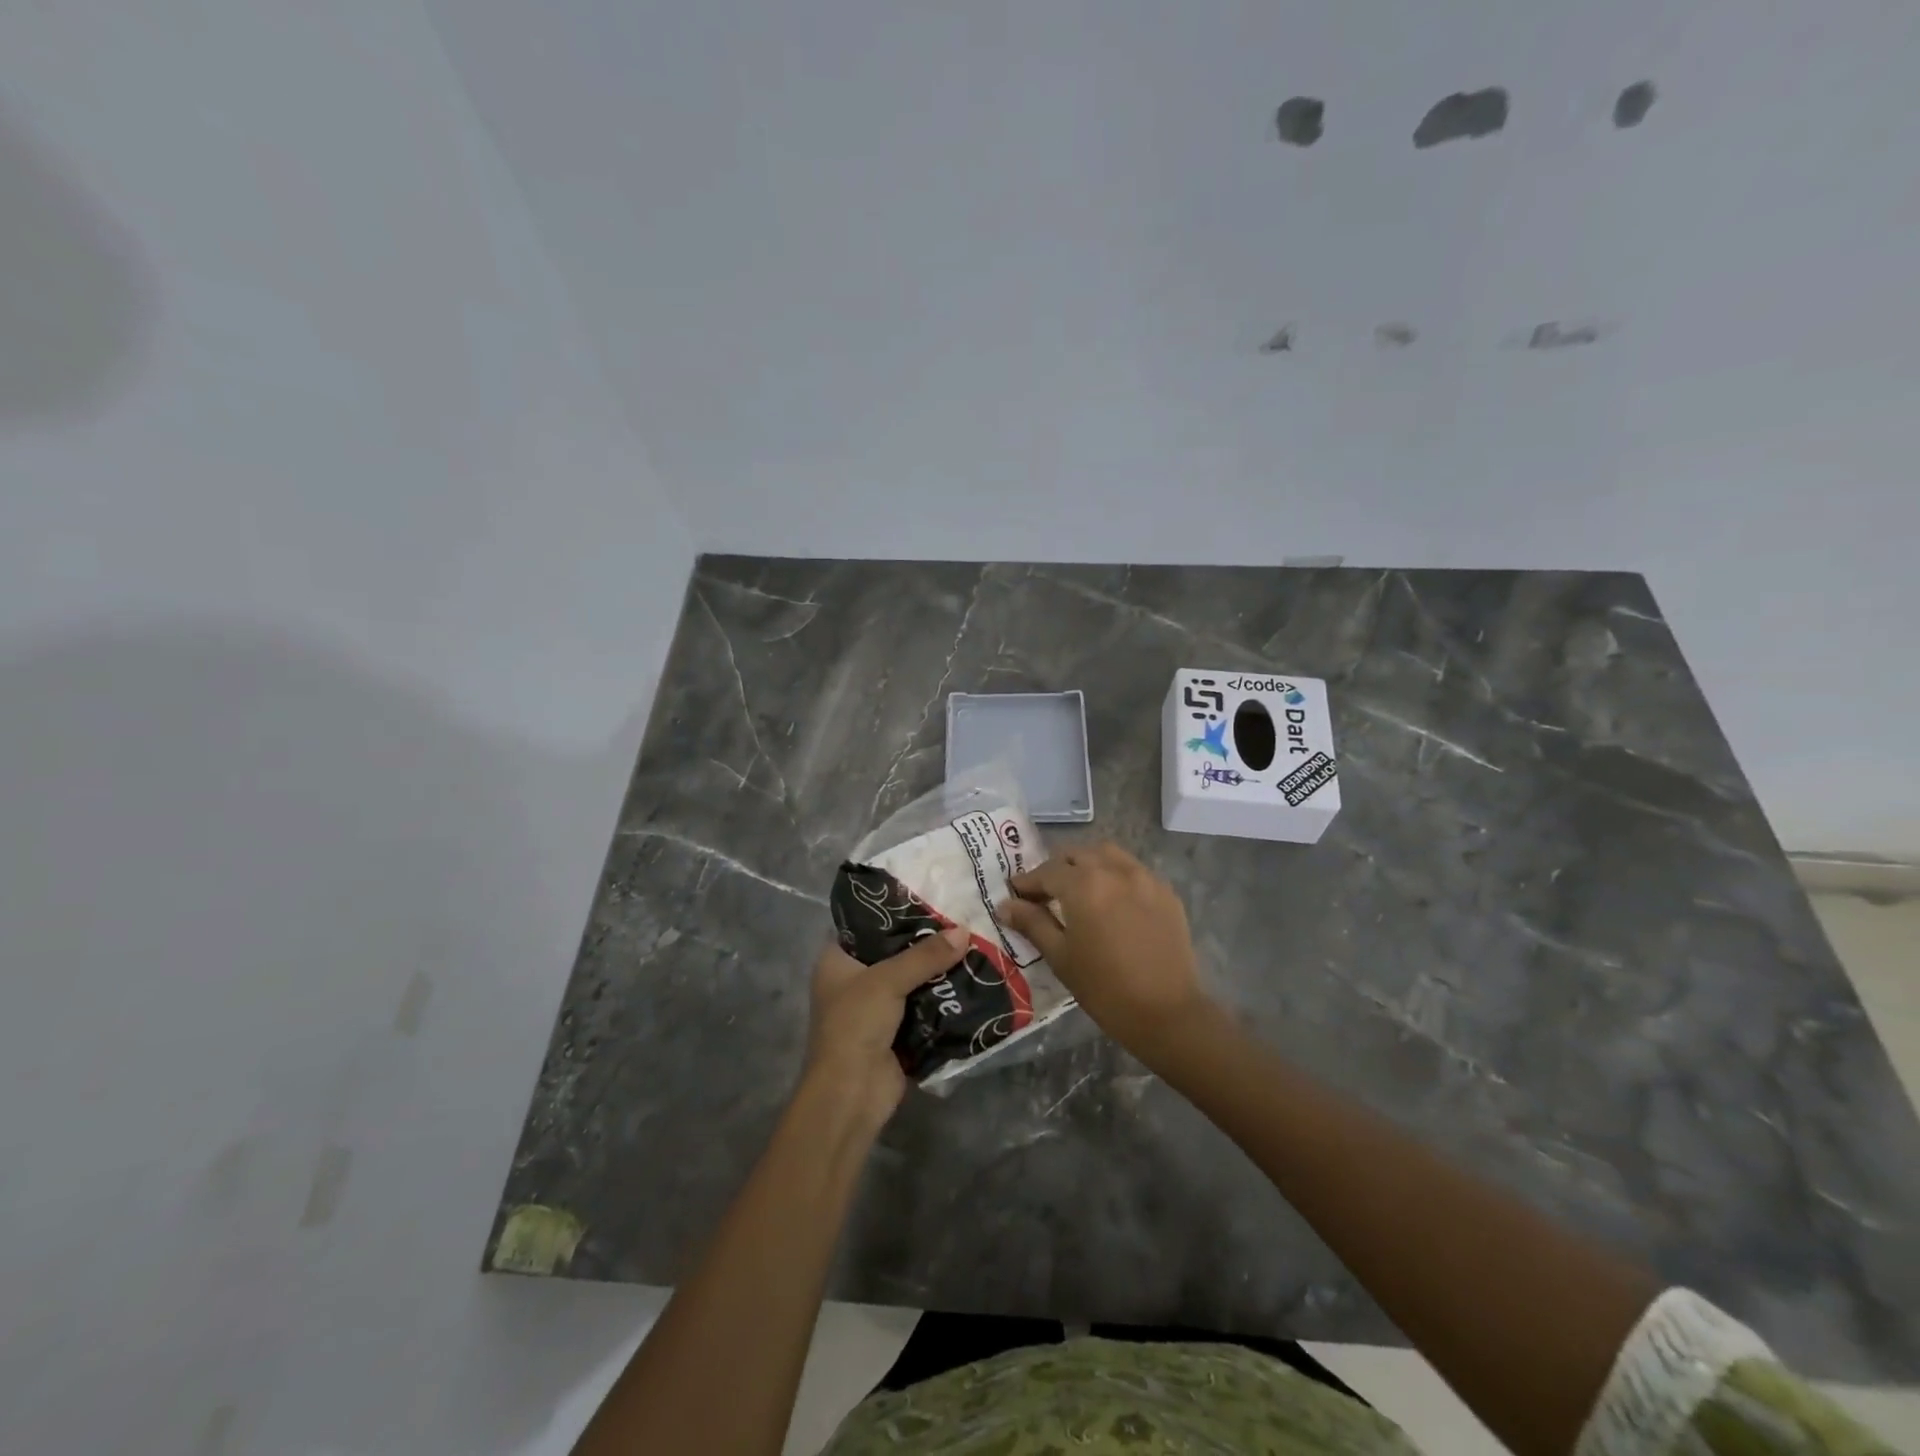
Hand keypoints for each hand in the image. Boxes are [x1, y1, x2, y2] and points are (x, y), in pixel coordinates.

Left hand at [804, 926, 970, 1125]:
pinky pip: (924, 1005)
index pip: (865, 923)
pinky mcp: (897, 1031)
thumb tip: (965, 931)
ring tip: (972, 941)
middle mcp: (854, 979)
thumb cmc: (855, 1026)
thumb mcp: (887, 981)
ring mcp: (876, 1007)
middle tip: (960, 916)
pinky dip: (943, 996)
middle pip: (894, 950)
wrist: (851, 1095)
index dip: (893, 908)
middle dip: (925, 939)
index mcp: (837, 960)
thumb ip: (925, 955)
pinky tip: (971, 978)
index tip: (927, 893)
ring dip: (938, 968)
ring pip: (912, 978)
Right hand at [997, 843, 1207, 1056]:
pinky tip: (1112, 900)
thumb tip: (1005, 905)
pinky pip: (1133, 870)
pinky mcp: (1166, 891)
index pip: (1047, 872)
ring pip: (1107, 854)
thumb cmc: (1104, 988)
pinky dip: (1115, 875)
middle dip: (1056, 869)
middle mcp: (1114, 870)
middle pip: (1076, 855)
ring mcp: (1144, 877)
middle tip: (1045, 894)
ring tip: (1079, 889)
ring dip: (1087, 864)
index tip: (1015, 894)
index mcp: (1084, 884)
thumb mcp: (1060, 956)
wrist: (1167, 1013)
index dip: (1027, 882)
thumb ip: (1032, 923)